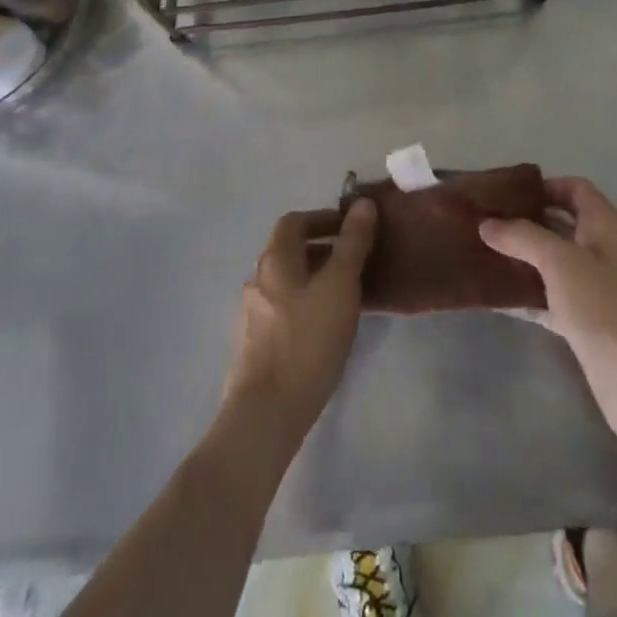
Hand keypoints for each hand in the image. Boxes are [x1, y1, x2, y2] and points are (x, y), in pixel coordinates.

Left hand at [222, 200, 376, 442]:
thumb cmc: (307, 340)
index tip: (351, 227)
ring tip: (346, 294)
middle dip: (322, 248)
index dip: (322, 218)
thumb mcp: (340, 285)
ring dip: (315, 277)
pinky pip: (284, 308)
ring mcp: (253, 313)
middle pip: (289, 250)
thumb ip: (352, 243)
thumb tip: (363, 203)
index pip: (294, 221)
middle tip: (355, 260)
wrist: (267, 413)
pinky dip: (306, 303)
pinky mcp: (255, 344)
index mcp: (275, 259)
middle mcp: (258, 279)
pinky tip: (326, 327)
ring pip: (287, 281)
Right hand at [481, 178, 616, 469]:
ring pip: (552, 263)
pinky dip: (524, 294)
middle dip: (524, 220)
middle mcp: (602, 252)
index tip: (504, 193)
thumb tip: (486, 224)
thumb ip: (522, 237)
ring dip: (521, 258)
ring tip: (480, 252)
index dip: (543, 186)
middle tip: (483, 220)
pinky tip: (493, 295)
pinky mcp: (585, 325)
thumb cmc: (607, 310)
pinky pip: (548, 298)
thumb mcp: (561, 262)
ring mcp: (595, 291)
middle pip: (560, 225)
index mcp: (606, 227)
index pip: (575, 189)